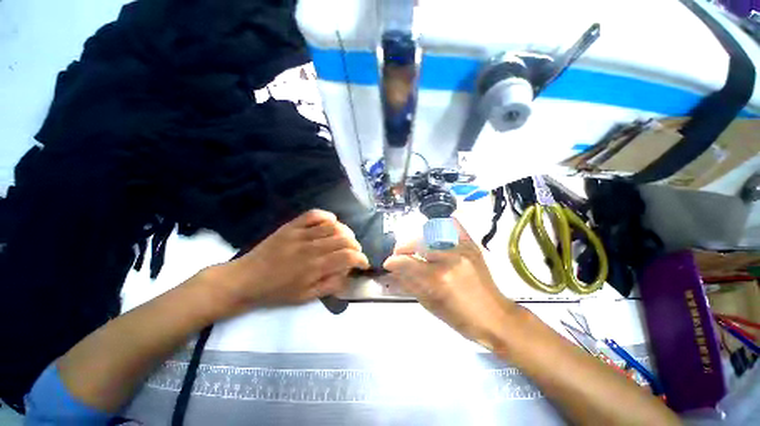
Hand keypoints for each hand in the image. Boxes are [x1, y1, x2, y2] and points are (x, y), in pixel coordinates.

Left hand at [208, 209, 369, 316]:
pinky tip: (332, 223)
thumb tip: (348, 273)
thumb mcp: (305, 298)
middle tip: (355, 252)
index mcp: (314, 268)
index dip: (361, 259)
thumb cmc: (276, 292)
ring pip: (332, 226)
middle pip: (343, 239)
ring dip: (345, 232)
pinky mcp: (291, 226)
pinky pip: (314, 214)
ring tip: (346, 239)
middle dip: (356, 245)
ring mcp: (300, 234)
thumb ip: (330, 285)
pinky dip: (327, 216)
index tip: (363, 263)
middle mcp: (310, 248)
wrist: (245, 280)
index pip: (347, 257)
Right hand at [383, 218, 517, 348]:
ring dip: (418, 239)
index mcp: (438, 279)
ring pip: (430, 232)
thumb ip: (409, 283)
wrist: (495, 317)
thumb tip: (393, 270)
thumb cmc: (461, 318)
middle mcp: (449, 258)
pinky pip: (452, 225)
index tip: (388, 262)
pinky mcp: (472, 245)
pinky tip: (433, 233)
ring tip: (415, 247)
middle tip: (400, 254)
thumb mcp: (430, 305)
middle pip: (417, 242)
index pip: (407, 262)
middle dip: (403, 248)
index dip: (394, 261)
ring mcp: (462, 248)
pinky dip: (439, 226)